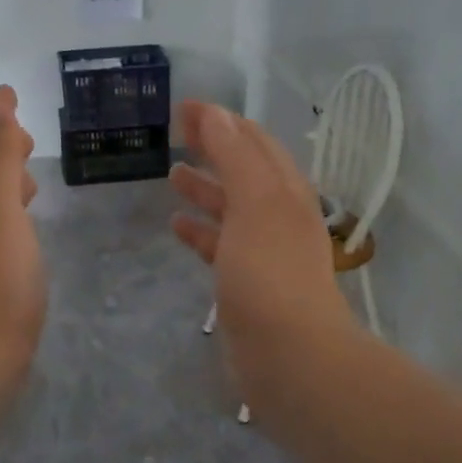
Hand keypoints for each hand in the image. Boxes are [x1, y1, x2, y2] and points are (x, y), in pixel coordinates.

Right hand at [169, 101, 357, 405]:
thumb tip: (214, 112)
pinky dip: (200, 231)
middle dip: (214, 148)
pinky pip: (220, 245)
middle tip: (176, 132)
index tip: (184, 107)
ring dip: (205, 188)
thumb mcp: (254, 202)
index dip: (222, 121)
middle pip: (243, 171)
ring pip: (231, 208)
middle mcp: (279, 215)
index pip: (254, 141)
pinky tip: (176, 225)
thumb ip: (234, 156)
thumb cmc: (271, 271)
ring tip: (172, 173)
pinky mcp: (245, 284)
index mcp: (286, 191)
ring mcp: (263, 251)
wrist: (289, 355)